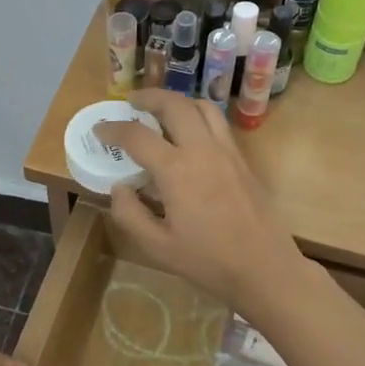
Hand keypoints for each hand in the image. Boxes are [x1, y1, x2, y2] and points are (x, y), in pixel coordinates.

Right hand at [96, 90, 308, 314]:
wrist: (265, 268)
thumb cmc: (208, 261)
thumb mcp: (157, 246)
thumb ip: (130, 214)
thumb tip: (120, 188)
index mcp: (177, 170)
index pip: (137, 136)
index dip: (113, 129)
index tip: (99, 130)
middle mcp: (203, 150)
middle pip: (175, 105)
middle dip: (149, 97)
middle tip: (131, 102)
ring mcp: (228, 152)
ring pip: (203, 107)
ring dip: (178, 102)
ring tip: (162, 111)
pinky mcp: (243, 161)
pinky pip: (219, 125)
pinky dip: (198, 117)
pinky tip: (189, 136)